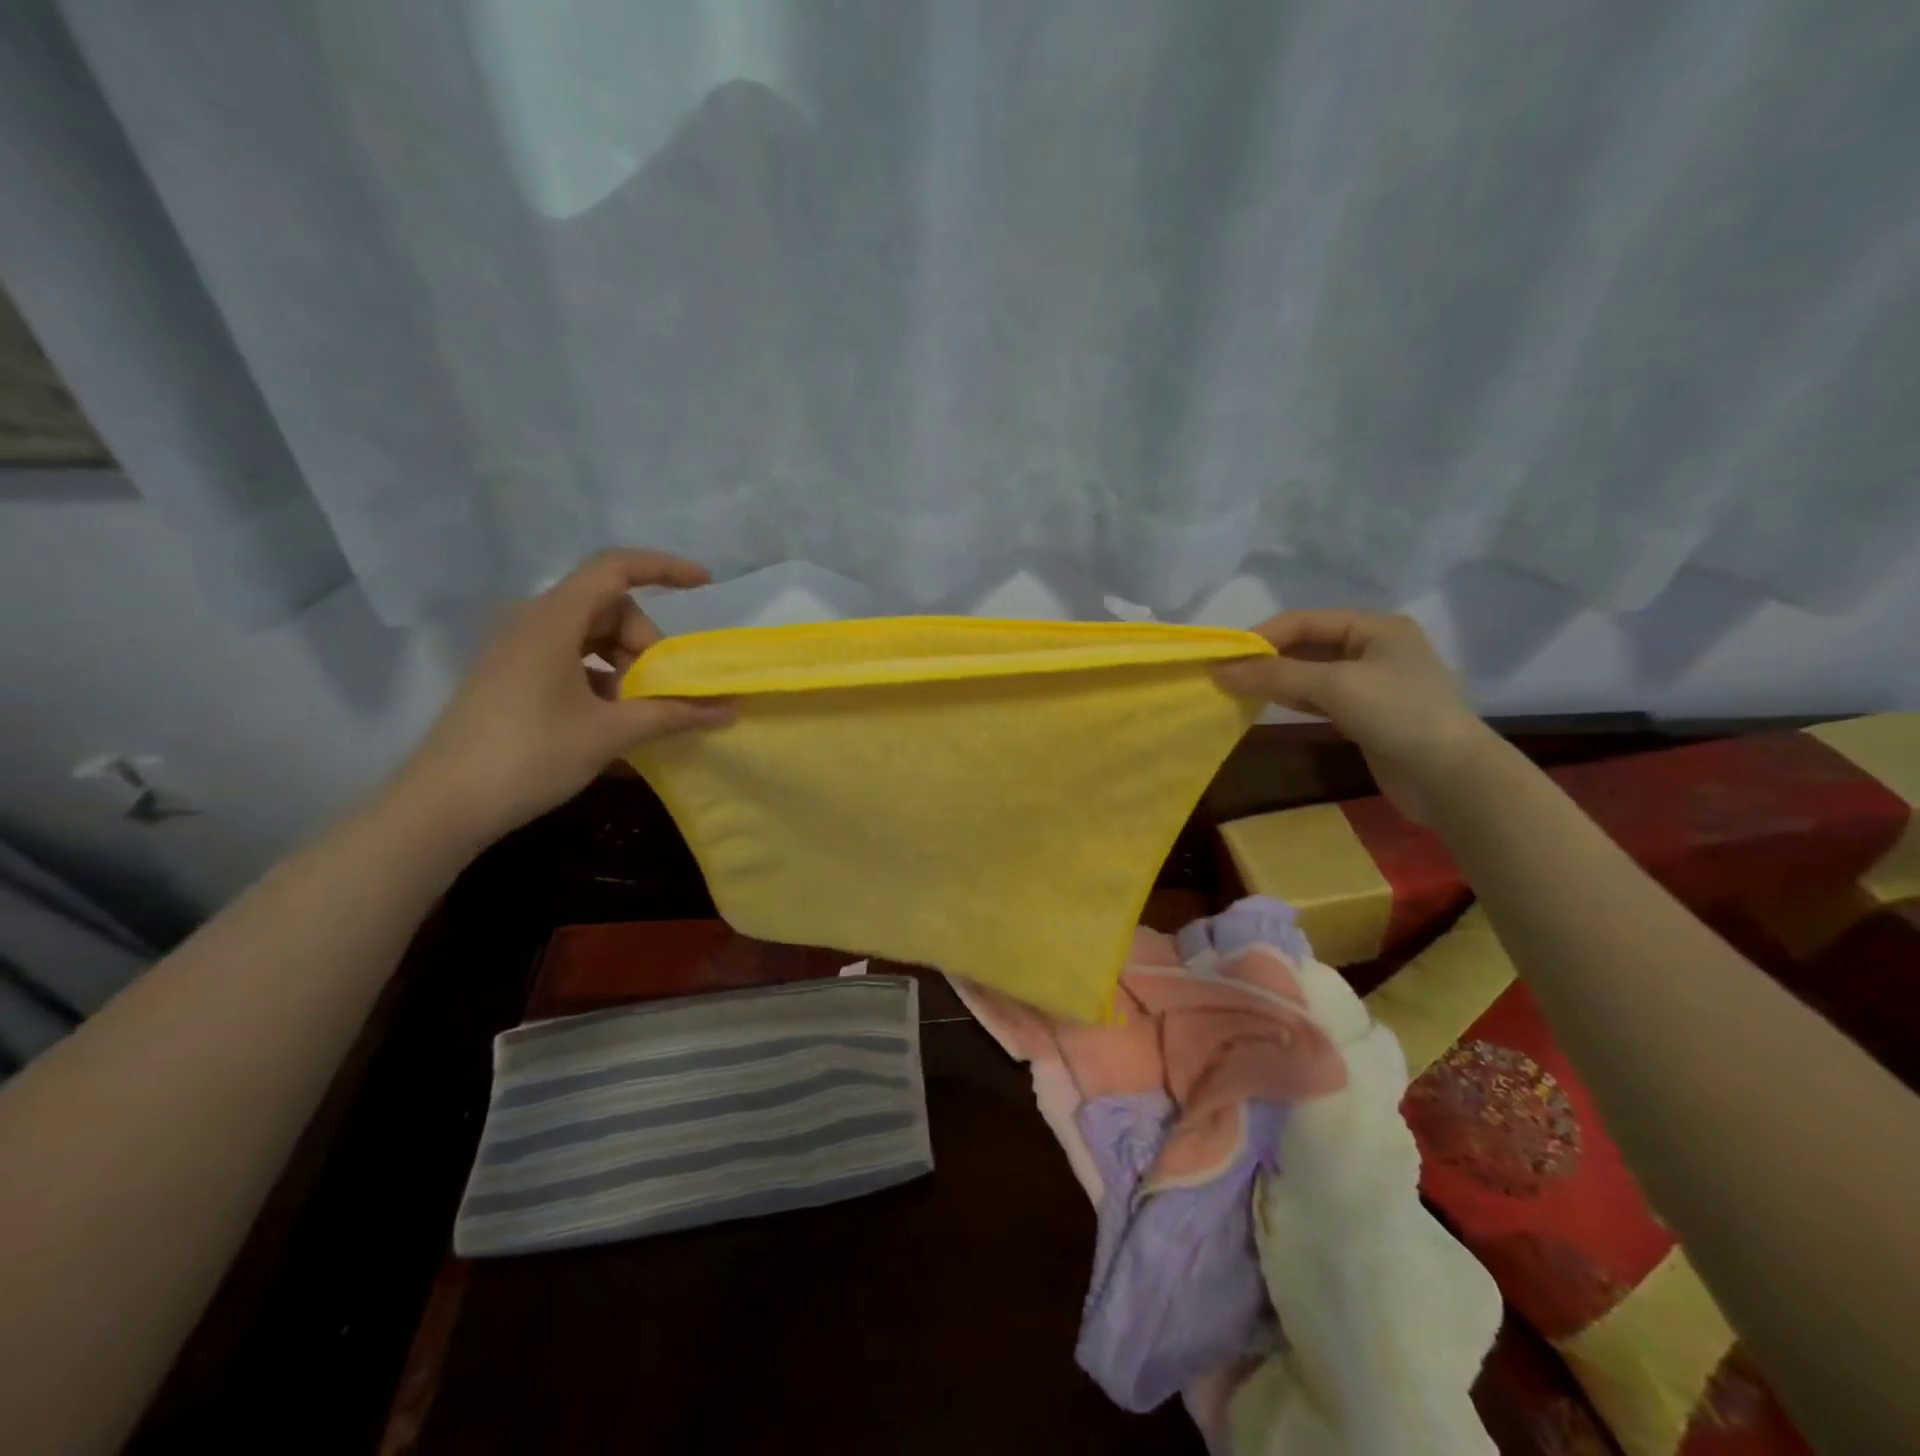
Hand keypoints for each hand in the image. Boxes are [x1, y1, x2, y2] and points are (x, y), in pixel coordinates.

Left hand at [393, 549, 733, 845]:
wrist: (441, 806)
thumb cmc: (529, 756)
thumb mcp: (609, 733)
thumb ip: (672, 715)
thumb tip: (729, 710)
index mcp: (552, 620)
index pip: (615, 568)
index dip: (664, 569)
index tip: (705, 585)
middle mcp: (532, 623)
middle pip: (608, 608)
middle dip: (646, 644)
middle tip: (663, 692)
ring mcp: (518, 652)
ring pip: (591, 638)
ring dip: (626, 668)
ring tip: (639, 715)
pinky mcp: (512, 679)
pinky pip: (571, 662)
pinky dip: (602, 683)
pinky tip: (614, 726)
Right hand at [1214, 611, 1493, 823]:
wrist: (1450, 777)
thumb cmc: (1397, 714)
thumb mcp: (1334, 686)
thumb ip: (1276, 674)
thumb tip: (1220, 669)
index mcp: (1375, 627)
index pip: (1305, 621)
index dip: (1263, 635)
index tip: (1224, 656)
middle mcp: (1374, 648)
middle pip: (1308, 645)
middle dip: (1268, 658)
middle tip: (1226, 674)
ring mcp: (1371, 684)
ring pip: (1311, 673)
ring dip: (1277, 679)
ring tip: (1238, 689)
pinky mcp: (1366, 715)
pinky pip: (1320, 698)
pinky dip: (1293, 699)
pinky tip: (1268, 704)